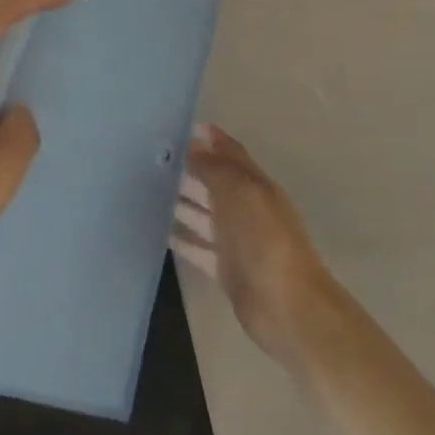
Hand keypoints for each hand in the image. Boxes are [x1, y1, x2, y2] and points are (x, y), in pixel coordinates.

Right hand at [171, 124, 339, 367]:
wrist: (286, 306)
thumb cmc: (264, 239)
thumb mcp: (240, 192)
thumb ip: (215, 167)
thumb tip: (194, 145)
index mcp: (256, 186)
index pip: (231, 154)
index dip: (211, 139)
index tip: (182, 128)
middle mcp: (246, 209)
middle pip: (214, 183)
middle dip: (189, 169)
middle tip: (153, 159)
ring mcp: (236, 241)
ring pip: (204, 215)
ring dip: (181, 202)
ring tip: (148, 190)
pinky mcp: (226, 270)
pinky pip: (199, 248)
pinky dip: (182, 239)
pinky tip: (159, 231)